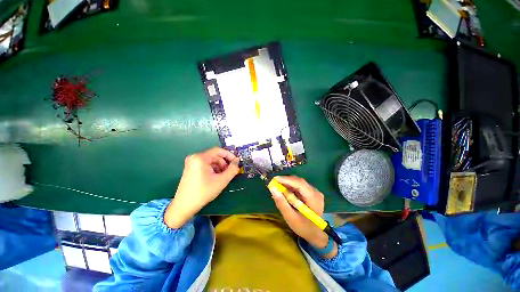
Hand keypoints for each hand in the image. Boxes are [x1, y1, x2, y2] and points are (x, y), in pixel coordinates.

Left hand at [165, 148, 239, 227]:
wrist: (184, 206)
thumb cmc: (203, 192)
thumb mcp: (221, 180)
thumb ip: (232, 169)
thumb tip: (237, 161)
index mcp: (200, 158)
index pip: (218, 151)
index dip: (229, 155)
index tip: (236, 162)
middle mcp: (195, 157)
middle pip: (215, 156)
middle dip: (224, 163)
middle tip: (230, 172)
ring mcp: (192, 163)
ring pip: (211, 161)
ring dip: (220, 167)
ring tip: (224, 177)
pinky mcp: (191, 169)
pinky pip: (206, 165)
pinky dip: (213, 170)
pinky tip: (216, 178)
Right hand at [269, 176, 336, 257]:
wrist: (316, 234)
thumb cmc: (304, 228)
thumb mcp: (291, 218)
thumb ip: (281, 203)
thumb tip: (272, 189)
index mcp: (314, 198)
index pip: (300, 183)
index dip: (287, 180)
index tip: (274, 179)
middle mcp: (315, 191)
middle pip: (298, 181)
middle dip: (285, 181)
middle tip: (273, 183)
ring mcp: (314, 191)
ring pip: (298, 182)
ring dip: (287, 184)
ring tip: (277, 187)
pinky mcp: (310, 192)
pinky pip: (299, 186)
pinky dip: (290, 187)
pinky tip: (283, 191)